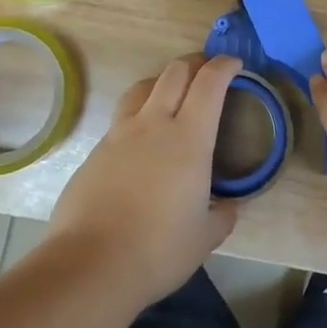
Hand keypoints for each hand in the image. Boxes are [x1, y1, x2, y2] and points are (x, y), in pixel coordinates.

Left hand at [43, 53, 240, 307]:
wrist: (91, 263)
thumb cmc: (159, 249)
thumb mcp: (205, 237)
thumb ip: (222, 215)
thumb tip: (229, 206)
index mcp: (188, 138)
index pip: (209, 83)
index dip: (224, 66)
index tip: (235, 64)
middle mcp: (154, 124)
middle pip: (174, 72)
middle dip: (194, 64)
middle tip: (206, 72)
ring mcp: (119, 134)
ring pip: (142, 87)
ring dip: (162, 81)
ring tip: (171, 94)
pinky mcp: (95, 150)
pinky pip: (121, 119)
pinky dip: (138, 116)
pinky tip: (141, 142)